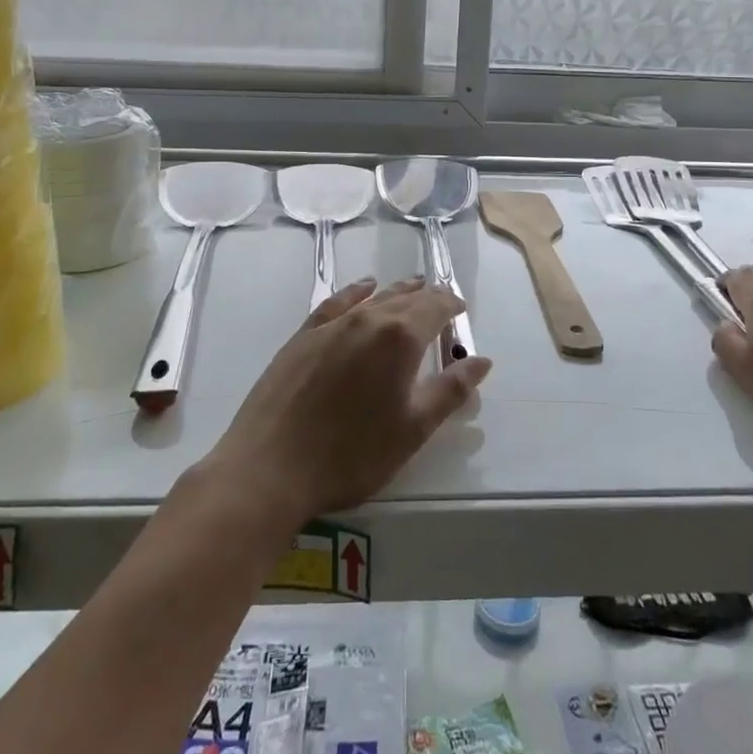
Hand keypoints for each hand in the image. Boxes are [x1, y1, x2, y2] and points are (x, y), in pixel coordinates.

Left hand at [205, 278, 491, 522]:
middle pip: (406, 298)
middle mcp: (368, 318)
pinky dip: (356, 291)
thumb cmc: (351, 454)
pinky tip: (364, 288)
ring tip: (413, 286)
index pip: (435, 307)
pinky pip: (338, 302)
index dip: (451, 305)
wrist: (271, 466)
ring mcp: (332, 324)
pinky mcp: (304, 335)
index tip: (461, 310)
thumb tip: (482, 360)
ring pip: (374, 296)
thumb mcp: (413, 429)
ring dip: (398, 291)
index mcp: (400, 338)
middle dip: (428, 297)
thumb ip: (450, 390)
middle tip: (442, 301)